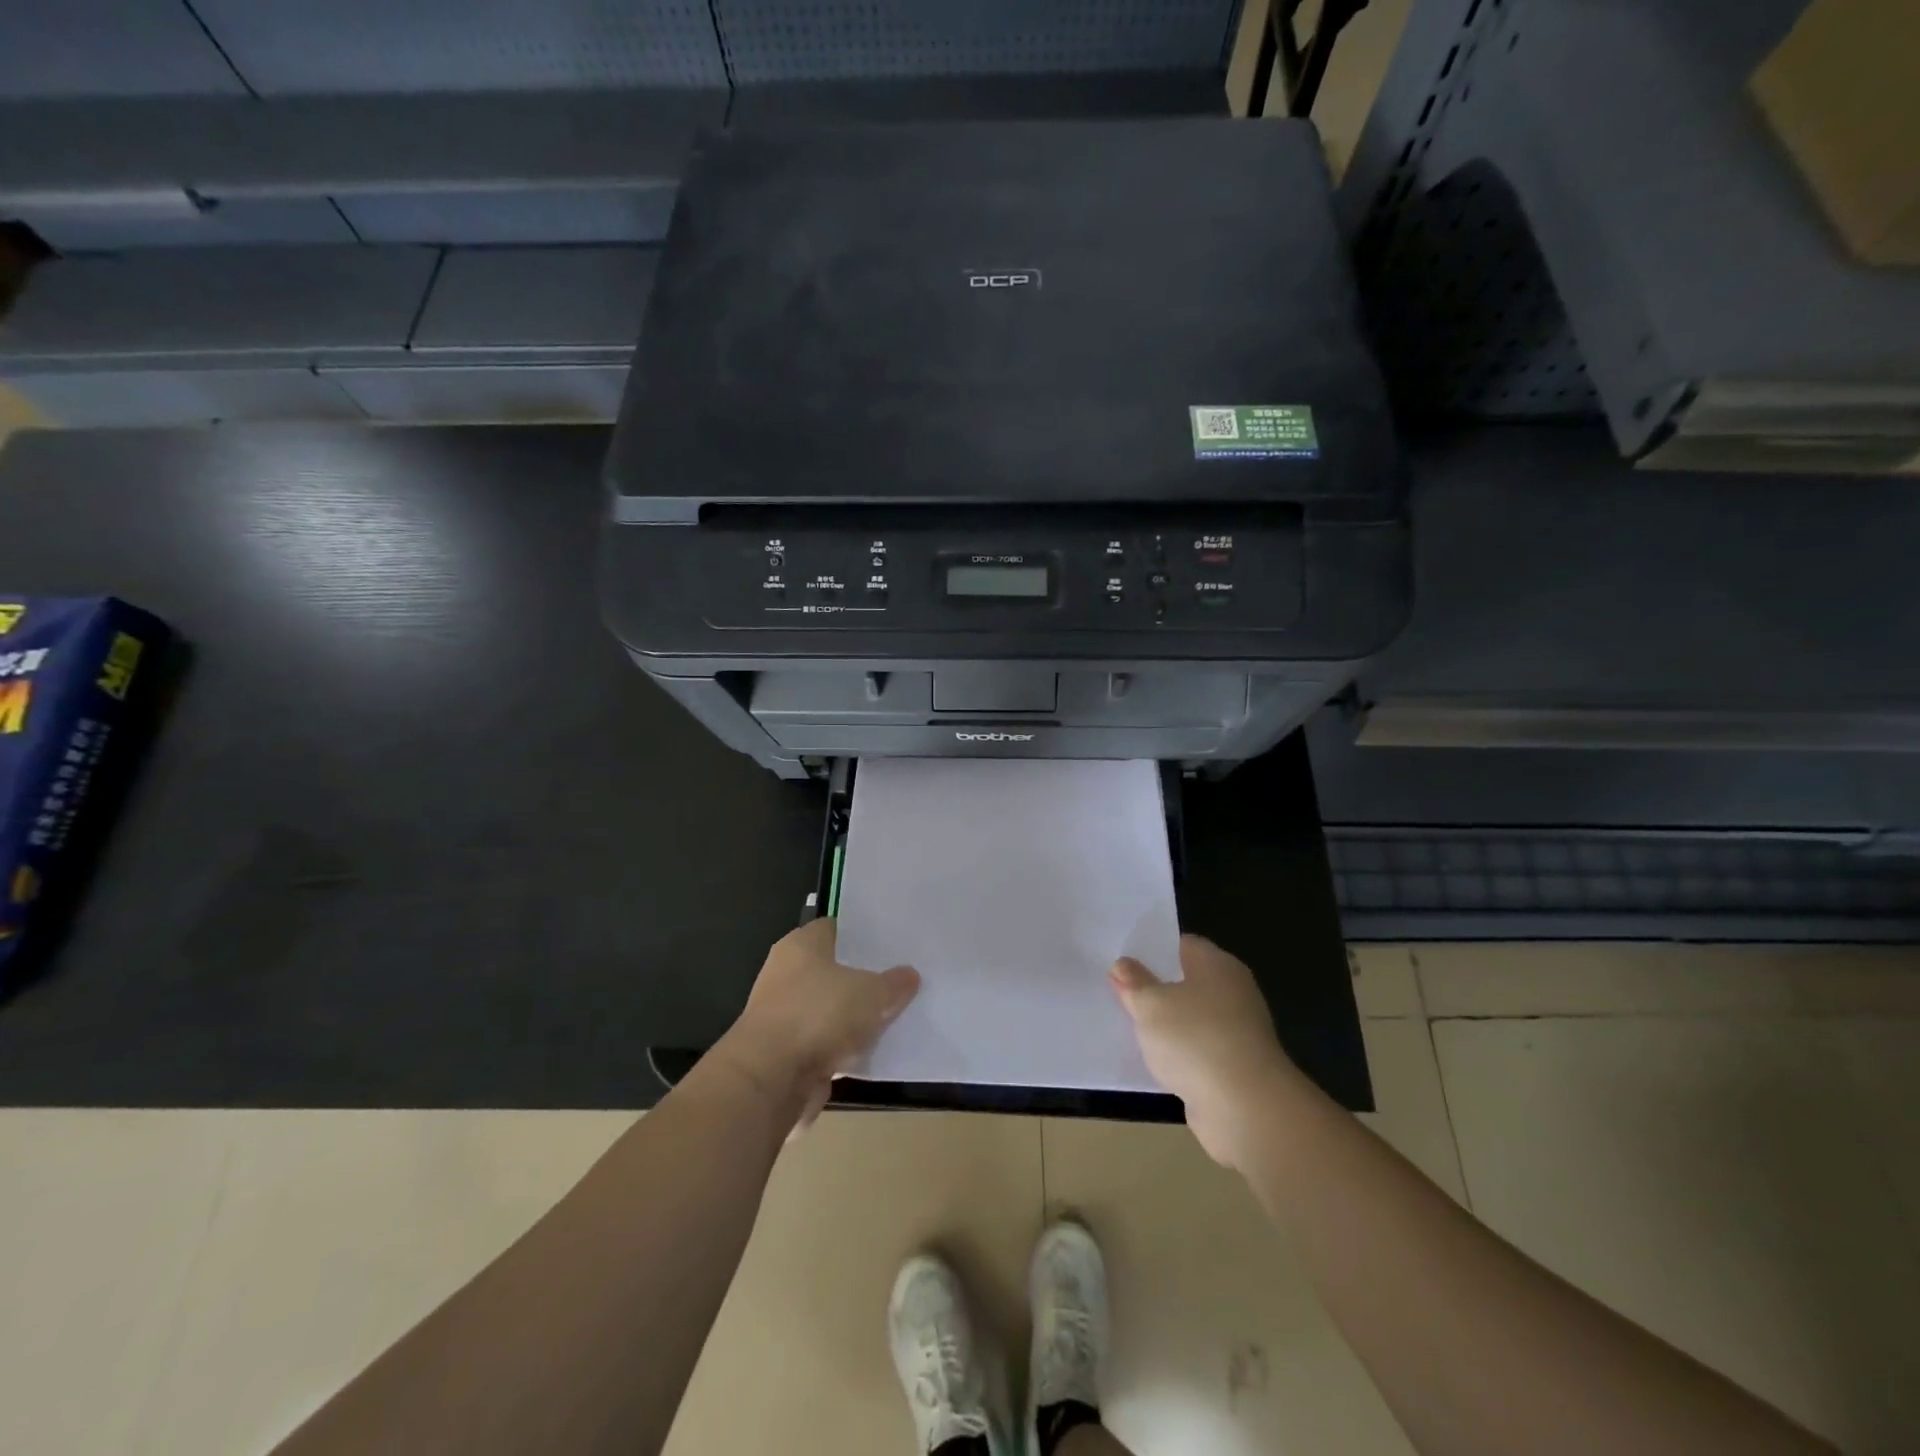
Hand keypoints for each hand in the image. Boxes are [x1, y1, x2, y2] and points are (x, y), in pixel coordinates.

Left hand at [715, 919, 919, 1129]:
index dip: (862, 935)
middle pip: (832, 970)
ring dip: (851, 1018)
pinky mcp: (785, 1052)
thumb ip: (893, 984)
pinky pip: (823, 1043)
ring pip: (828, 1009)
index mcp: (801, 945)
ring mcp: (783, 1014)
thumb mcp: (871, 993)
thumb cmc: (818, 1015)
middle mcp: (785, 973)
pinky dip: (842, 1048)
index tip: (891, 943)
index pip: (835, 928)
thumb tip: (909, 975)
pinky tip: (870, 1052)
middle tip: (898, 979)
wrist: (770, 1080)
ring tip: (891, 1016)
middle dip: (861, 977)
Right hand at [1111, 935, 1299, 1169]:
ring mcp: (1238, 1031)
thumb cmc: (1195, 1038)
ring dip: (1167, 1025)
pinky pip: (1199, 1050)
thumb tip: (1123, 964)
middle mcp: (1233, 991)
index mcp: (1217, 964)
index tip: (1123, 959)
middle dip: (1156, 988)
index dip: (1152, 950)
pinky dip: (1180, 1054)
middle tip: (1118, 991)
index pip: (1182, 945)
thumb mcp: (1150, 1004)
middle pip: (1187, 981)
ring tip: (1129, 1026)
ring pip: (1192, 1018)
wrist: (1246, 1108)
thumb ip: (1134, 982)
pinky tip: (1154, 1060)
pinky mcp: (1236, 1067)